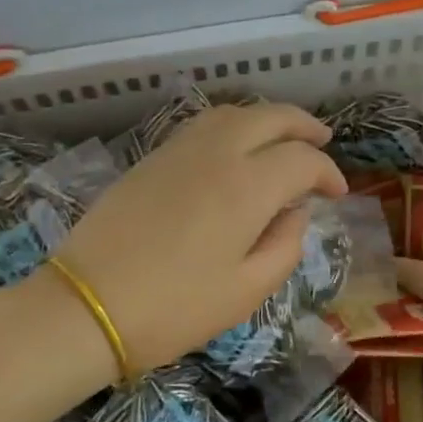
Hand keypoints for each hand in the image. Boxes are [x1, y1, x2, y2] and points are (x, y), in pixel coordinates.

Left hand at [56, 104, 346, 374]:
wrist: (85, 306)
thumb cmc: (174, 308)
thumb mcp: (246, 291)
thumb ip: (285, 246)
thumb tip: (296, 212)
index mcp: (247, 186)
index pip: (302, 159)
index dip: (328, 172)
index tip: (337, 194)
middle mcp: (218, 153)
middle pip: (271, 117)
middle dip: (304, 126)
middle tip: (324, 140)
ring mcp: (180, 149)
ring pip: (235, 113)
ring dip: (268, 118)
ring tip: (283, 138)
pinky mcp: (152, 157)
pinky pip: (204, 124)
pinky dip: (233, 124)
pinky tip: (236, 147)